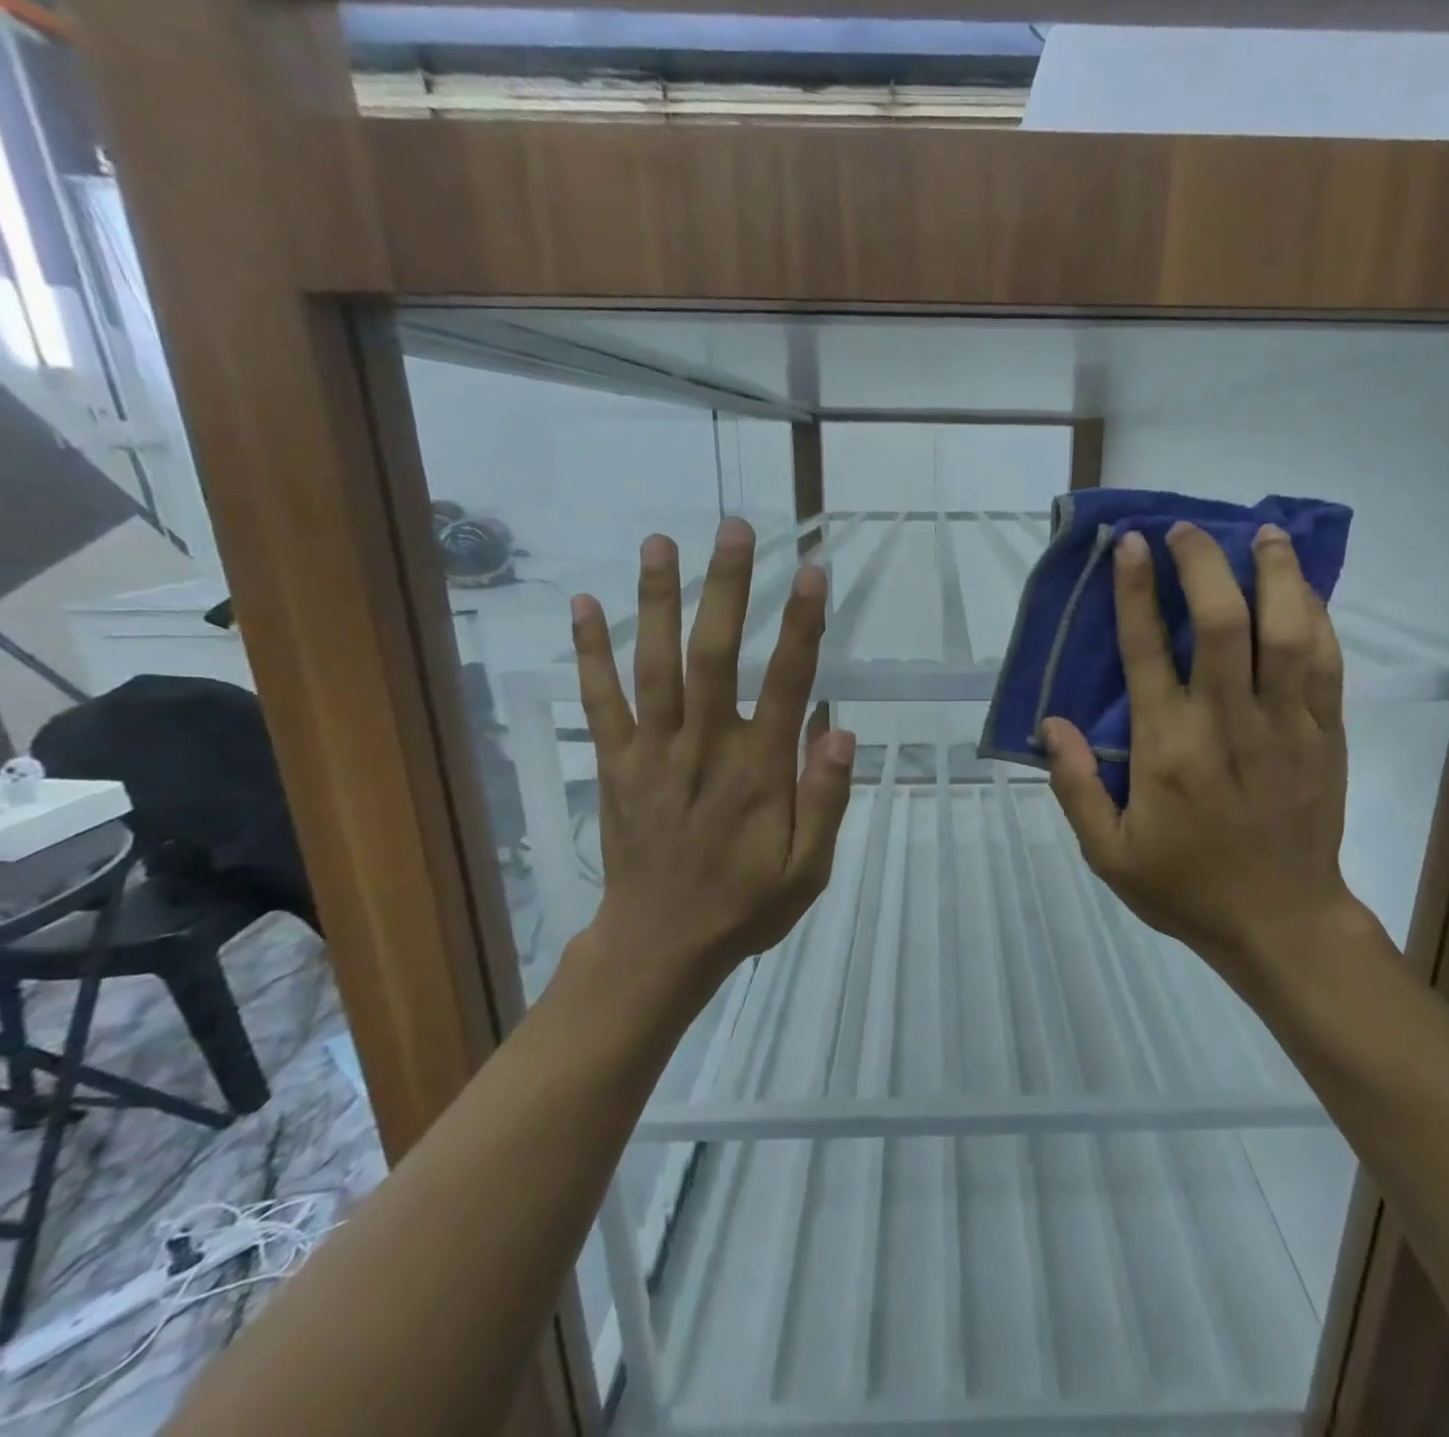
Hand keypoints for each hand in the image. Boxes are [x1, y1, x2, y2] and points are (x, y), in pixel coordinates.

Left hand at [564, 519, 854, 1011]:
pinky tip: (581, 605)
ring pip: (651, 666)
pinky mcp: (615, 765)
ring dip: (656, 602)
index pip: (784, 685)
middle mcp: (702, 749)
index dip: (799, 627)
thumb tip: (841, 732)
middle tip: (733, 528)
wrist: (659, 946)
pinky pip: (599, 702)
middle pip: (712, 656)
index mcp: (756, 773)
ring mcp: (651, 753)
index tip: (811, 573)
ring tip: (660, 542)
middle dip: (726, 590)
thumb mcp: (807, 871)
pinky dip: (588, 653)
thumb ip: (825, 801)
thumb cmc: (744, 906)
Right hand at [1045, 523, 1358, 992]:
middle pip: (1220, 622)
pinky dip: (1316, 617)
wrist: (1280, 921)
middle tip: (1189, 530)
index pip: (1145, 651)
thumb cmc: (1185, 886)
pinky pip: (1326, 663)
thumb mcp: (1108, 853)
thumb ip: (1076, 786)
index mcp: (1167, 749)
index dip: (1135, 590)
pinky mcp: (1326, 736)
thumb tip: (1050, 723)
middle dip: (1203, 564)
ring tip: (1263, 534)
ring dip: (1274, 574)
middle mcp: (1226, 724)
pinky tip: (1304, 589)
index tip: (1131, 544)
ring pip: (1285, 631)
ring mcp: (1285, 726)